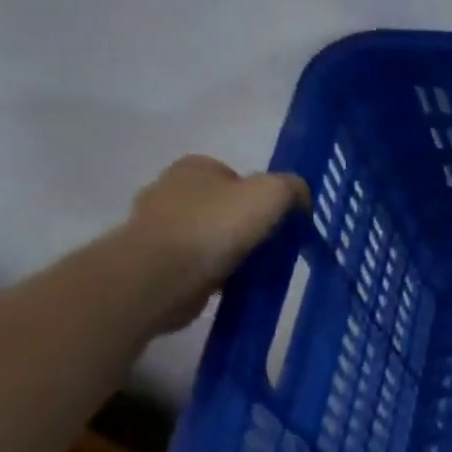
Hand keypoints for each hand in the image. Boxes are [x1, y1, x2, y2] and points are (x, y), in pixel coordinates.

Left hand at [124, 156, 309, 332]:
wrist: (161, 275)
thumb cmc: (217, 225)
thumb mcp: (273, 193)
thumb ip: (293, 188)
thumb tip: (299, 198)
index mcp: (195, 167)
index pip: (237, 176)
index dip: (262, 198)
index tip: (278, 222)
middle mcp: (169, 189)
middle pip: (224, 206)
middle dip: (246, 225)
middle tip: (270, 247)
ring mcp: (156, 225)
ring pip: (210, 236)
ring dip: (230, 251)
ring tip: (253, 270)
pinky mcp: (151, 259)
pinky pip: (195, 262)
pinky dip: (214, 271)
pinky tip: (230, 284)